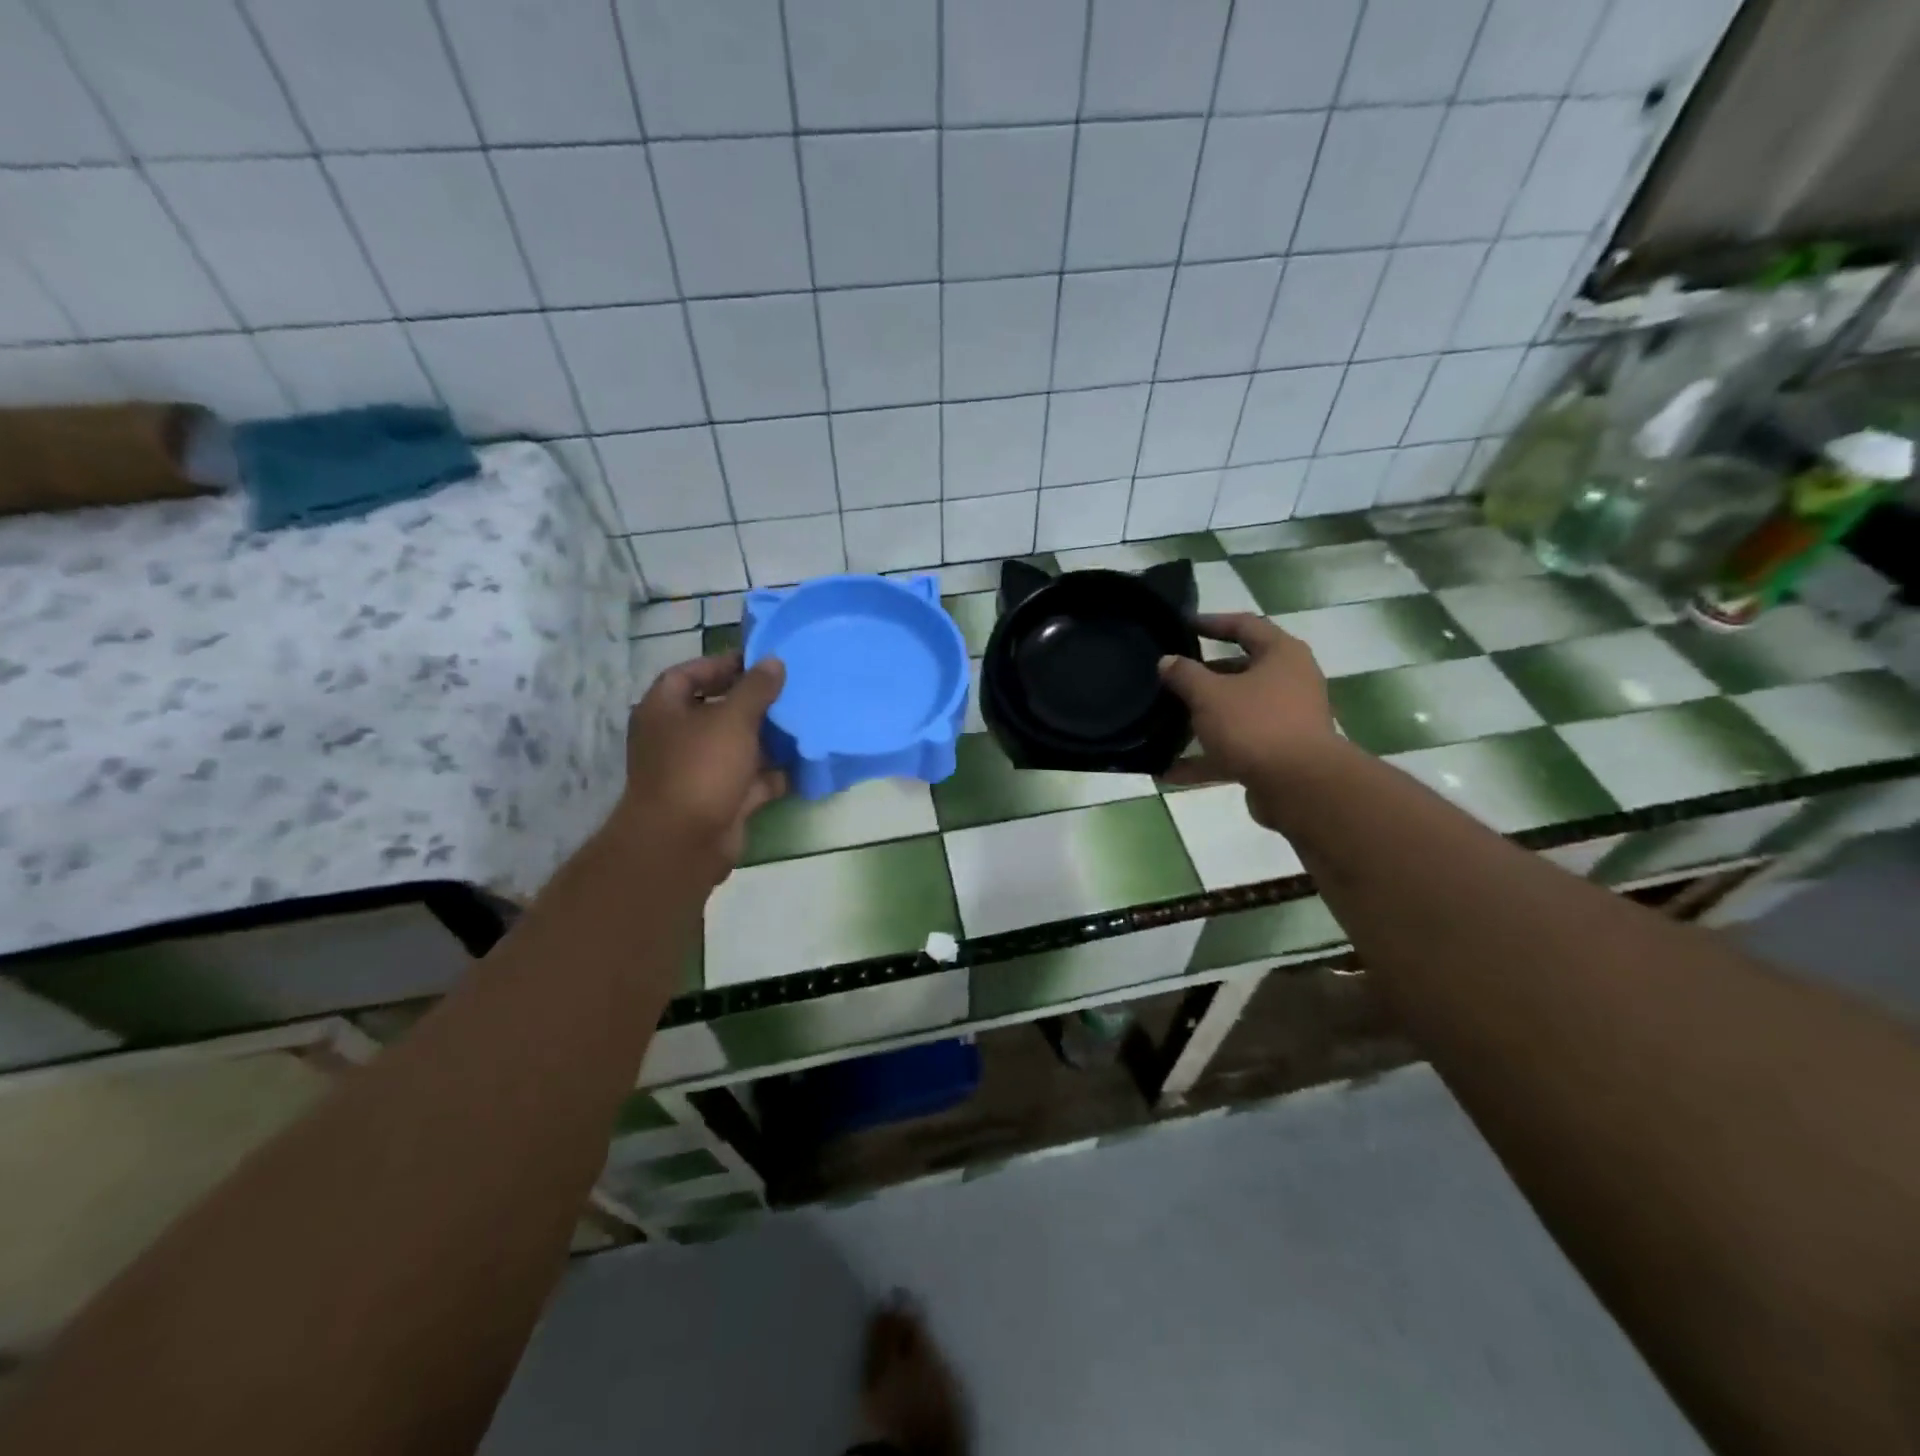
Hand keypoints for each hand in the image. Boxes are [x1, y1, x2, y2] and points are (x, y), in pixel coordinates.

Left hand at [616, 651, 787, 876]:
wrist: (684, 843)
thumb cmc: (701, 768)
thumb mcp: (733, 718)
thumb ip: (756, 688)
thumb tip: (774, 662)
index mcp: (664, 710)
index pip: (689, 674)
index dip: (722, 664)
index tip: (761, 662)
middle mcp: (676, 738)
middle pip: (716, 710)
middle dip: (753, 703)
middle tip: (789, 692)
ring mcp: (698, 771)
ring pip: (736, 746)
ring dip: (767, 738)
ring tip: (802, 722)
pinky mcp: (719, 800)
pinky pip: (749, 779)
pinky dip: (772, 774)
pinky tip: (802, 763)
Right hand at [1158, 613, 1339, 830]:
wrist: (1300, 787)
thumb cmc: (1256, 725)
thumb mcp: (1210, 694)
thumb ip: (1185, 675)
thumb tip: (1167, 661)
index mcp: (1281, 655)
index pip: (1245, 625)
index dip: (1212, 622)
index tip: (1182, 626)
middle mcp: (1289, 683)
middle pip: (1240, 671)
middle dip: (1202, 677)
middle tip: (1169, 677)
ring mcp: (1285, 721)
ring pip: (1235, 713)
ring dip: (1201, 720)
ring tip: (1163, 724)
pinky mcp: (1276, 755)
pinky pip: (1234, 750)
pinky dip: (1205, 758)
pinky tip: (1169, 771)